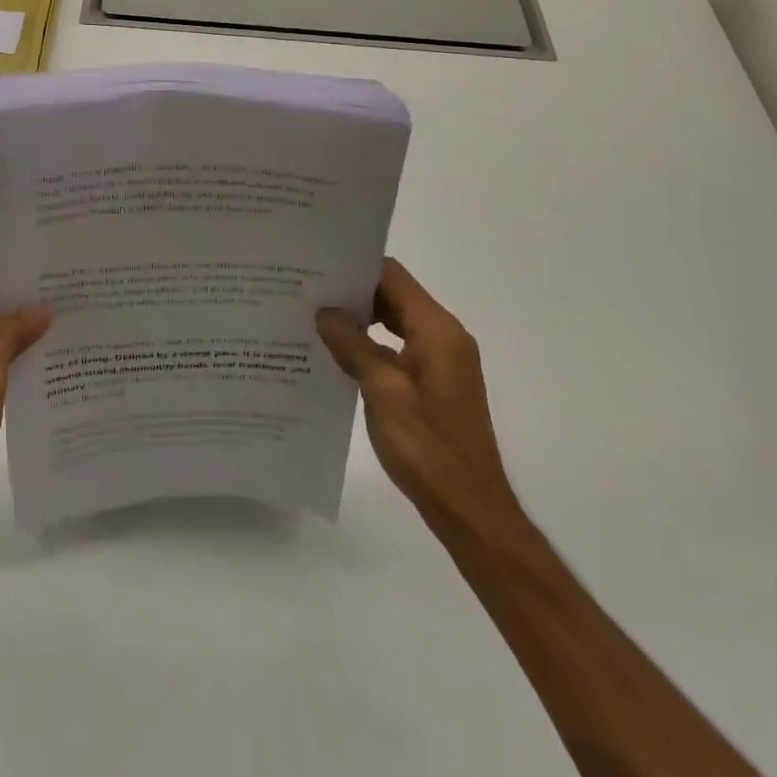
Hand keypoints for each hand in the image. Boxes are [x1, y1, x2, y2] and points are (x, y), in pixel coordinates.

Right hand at [317, 259, 518, 528]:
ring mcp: (443, 360)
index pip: (393, 277)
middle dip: (354, 293)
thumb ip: (352, 345)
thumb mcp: (382, 390)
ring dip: (362, 320)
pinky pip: (400, 347)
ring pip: (396, 322)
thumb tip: (325, 311)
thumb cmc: (427, 446)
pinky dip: (372, 344)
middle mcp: (445, 336)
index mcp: (437, 330)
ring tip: (316, 319)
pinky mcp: (436, 382)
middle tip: (308, 292)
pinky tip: (339, 355)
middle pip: (395, 296)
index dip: (356, 268)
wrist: (468, 507)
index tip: (318, 268)